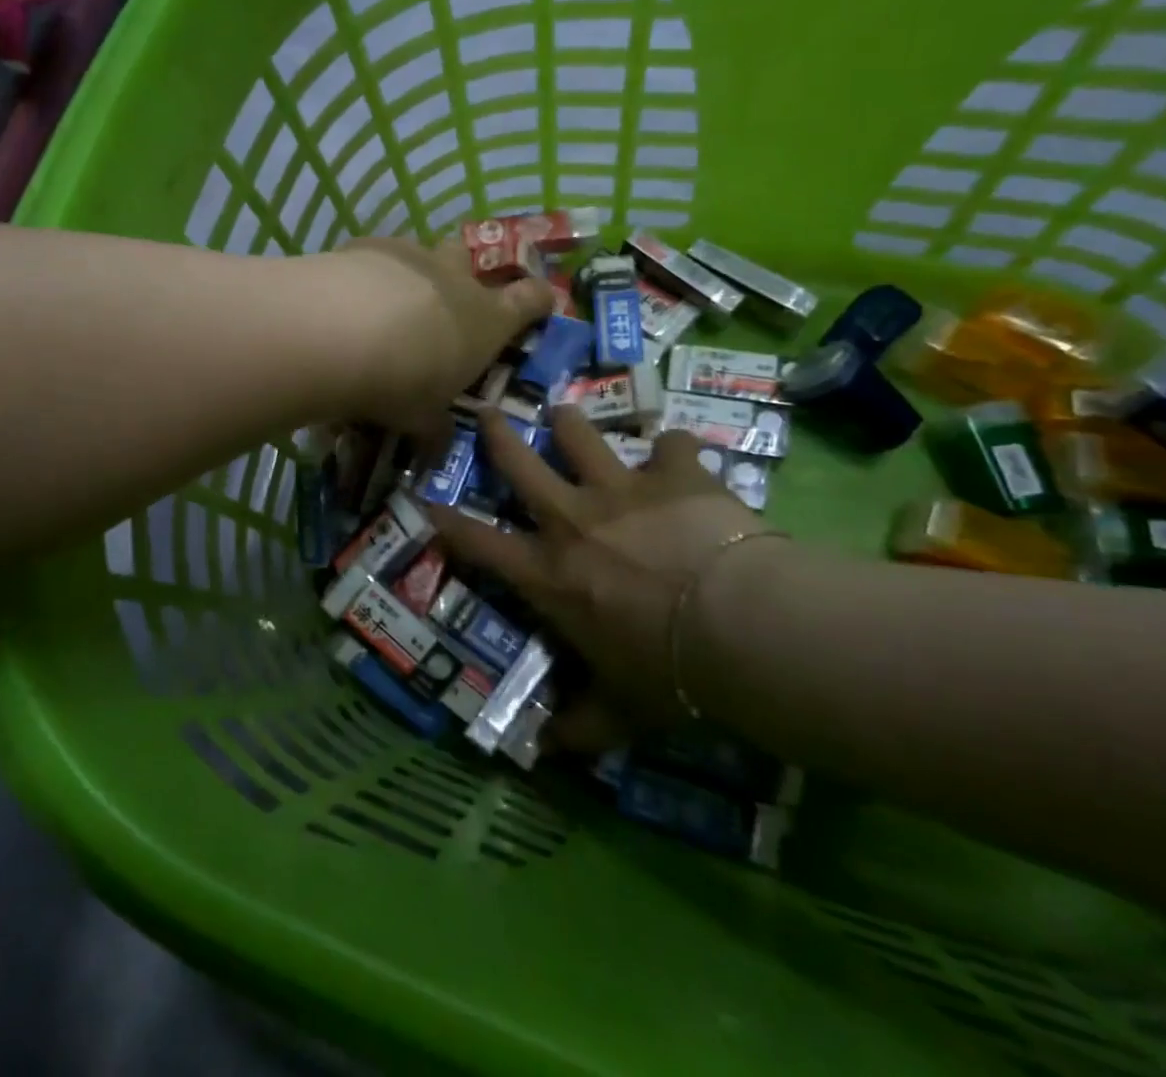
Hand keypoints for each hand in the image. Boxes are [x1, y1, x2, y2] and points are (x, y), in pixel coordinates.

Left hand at [325, 238, 552, 447]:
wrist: (341, 332)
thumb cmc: (401, 381)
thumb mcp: (421, 417)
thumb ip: (433, 427)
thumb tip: (437, 444)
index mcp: (486, 319)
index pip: (530, 298)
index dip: (538, 299)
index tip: (539, 301)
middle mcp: (455, 278)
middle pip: (469, 260)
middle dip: (459, 275)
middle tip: (440, 303)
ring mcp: (411, 255)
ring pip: (420, 255)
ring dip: (409, 276)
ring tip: (381, 306)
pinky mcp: (366, 245)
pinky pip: (374, 255)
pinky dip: (366, 274)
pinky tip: (345, 297)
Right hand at [426, 407, 785, 746]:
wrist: (739, 626)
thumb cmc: (667, 673)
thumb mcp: (620, 710)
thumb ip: (581, 726)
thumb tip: (547, 754)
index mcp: (549, 573)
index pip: (479, 544)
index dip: (447, 521)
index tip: (425, 499)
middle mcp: (572, 520)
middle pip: (520, 464)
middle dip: (498, 435)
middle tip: (489, 412)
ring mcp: (621, 489)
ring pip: (580, 436)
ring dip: (570, 423)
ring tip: (565, 412)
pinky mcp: (674, 474)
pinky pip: (673, 445)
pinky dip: (675, 449)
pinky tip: (681, 452)